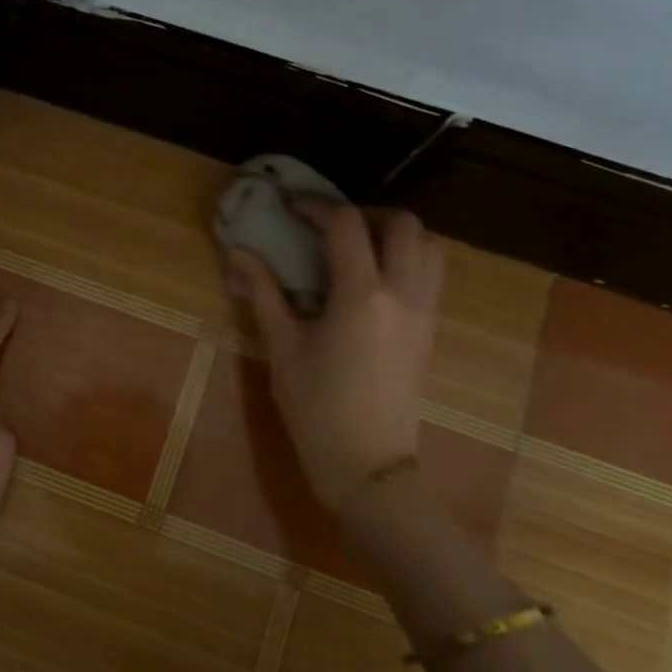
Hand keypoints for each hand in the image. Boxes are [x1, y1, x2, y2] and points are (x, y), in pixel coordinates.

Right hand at [228, 203, 443, 515]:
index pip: (346, 225)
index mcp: (361, 294)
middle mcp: (403, 293)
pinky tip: (372, 282)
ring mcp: (424, 312)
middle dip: (366, 214)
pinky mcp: (431, 331)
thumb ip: (264, 293)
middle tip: (330, 227)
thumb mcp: (282, 348)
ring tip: (358, 249)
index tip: (291, 206)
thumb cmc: (317, 408)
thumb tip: (239, 253)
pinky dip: (408, 260)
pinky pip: (431, 276)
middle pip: (403, 224)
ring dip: (396, 235)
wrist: (368, 465)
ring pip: (429, 247)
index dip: (316, 206)